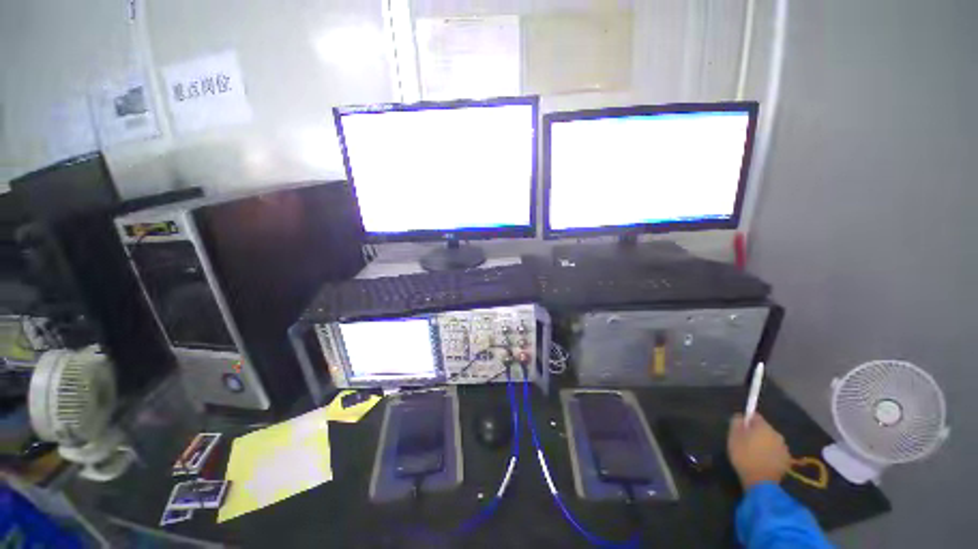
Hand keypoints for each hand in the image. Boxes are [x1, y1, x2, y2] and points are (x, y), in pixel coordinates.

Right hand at [727, 413, 790, 489]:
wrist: (761, 482)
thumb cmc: (744, 456)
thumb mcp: (733, 436)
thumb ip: (736, 422)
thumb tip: (740, 416)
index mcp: (764, 426)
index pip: (755, 416)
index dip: (746, 420)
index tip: (739, 428)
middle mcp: (777, 434)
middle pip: (764, 428)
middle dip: (756, 433)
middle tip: (745, 442)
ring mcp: (784, 448)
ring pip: (771, 441)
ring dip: (764, 443)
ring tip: (754, 453)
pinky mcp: (787, 461)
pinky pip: (776, 452)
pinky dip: (770, 454)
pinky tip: (762, 461)